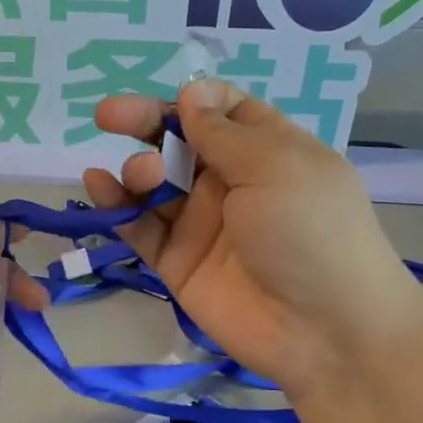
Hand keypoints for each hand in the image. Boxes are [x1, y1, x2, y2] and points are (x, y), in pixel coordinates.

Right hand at [84, 79, 422, 398]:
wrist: (322, 330)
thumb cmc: (310, 231)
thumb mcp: (275, 166)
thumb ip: (223, 132)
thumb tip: (191, 92)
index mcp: (266, 150)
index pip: (224, 111)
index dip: (194, 100)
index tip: (173, 101)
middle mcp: (230, 182)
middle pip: (178, 142)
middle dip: (145, 123)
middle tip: (107, 116)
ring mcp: (201, 223)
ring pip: (154, 183)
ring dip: (138, 169)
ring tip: (142, 175)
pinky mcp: (177, 261)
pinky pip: (140, 226)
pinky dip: (117, 206)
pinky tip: (100, 186)